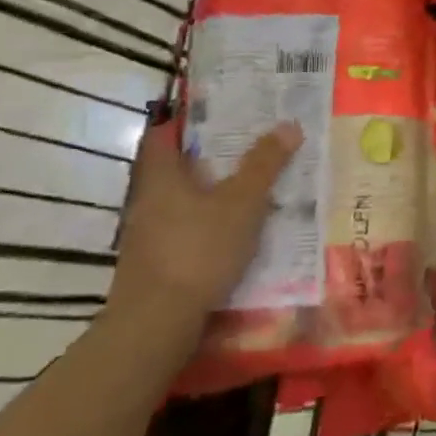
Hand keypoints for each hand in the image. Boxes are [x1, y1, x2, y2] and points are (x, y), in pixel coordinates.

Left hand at [108, 117, 301, 326]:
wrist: (157, 323)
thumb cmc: (198, 249)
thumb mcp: (243, 202)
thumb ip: (265, 164)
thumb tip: (289, 124)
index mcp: (161, 177)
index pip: (163, 135)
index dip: (186, 120)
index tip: (217, 112)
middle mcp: (146, 201)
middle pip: (174, 169)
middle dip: (207, 158)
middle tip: (246, 146)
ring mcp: (146, 236)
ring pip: (179, 202)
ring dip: (208, 194)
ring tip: (248, 188)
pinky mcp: (153, 265)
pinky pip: (183, 231)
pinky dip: (206, 225)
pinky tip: (233, 233)